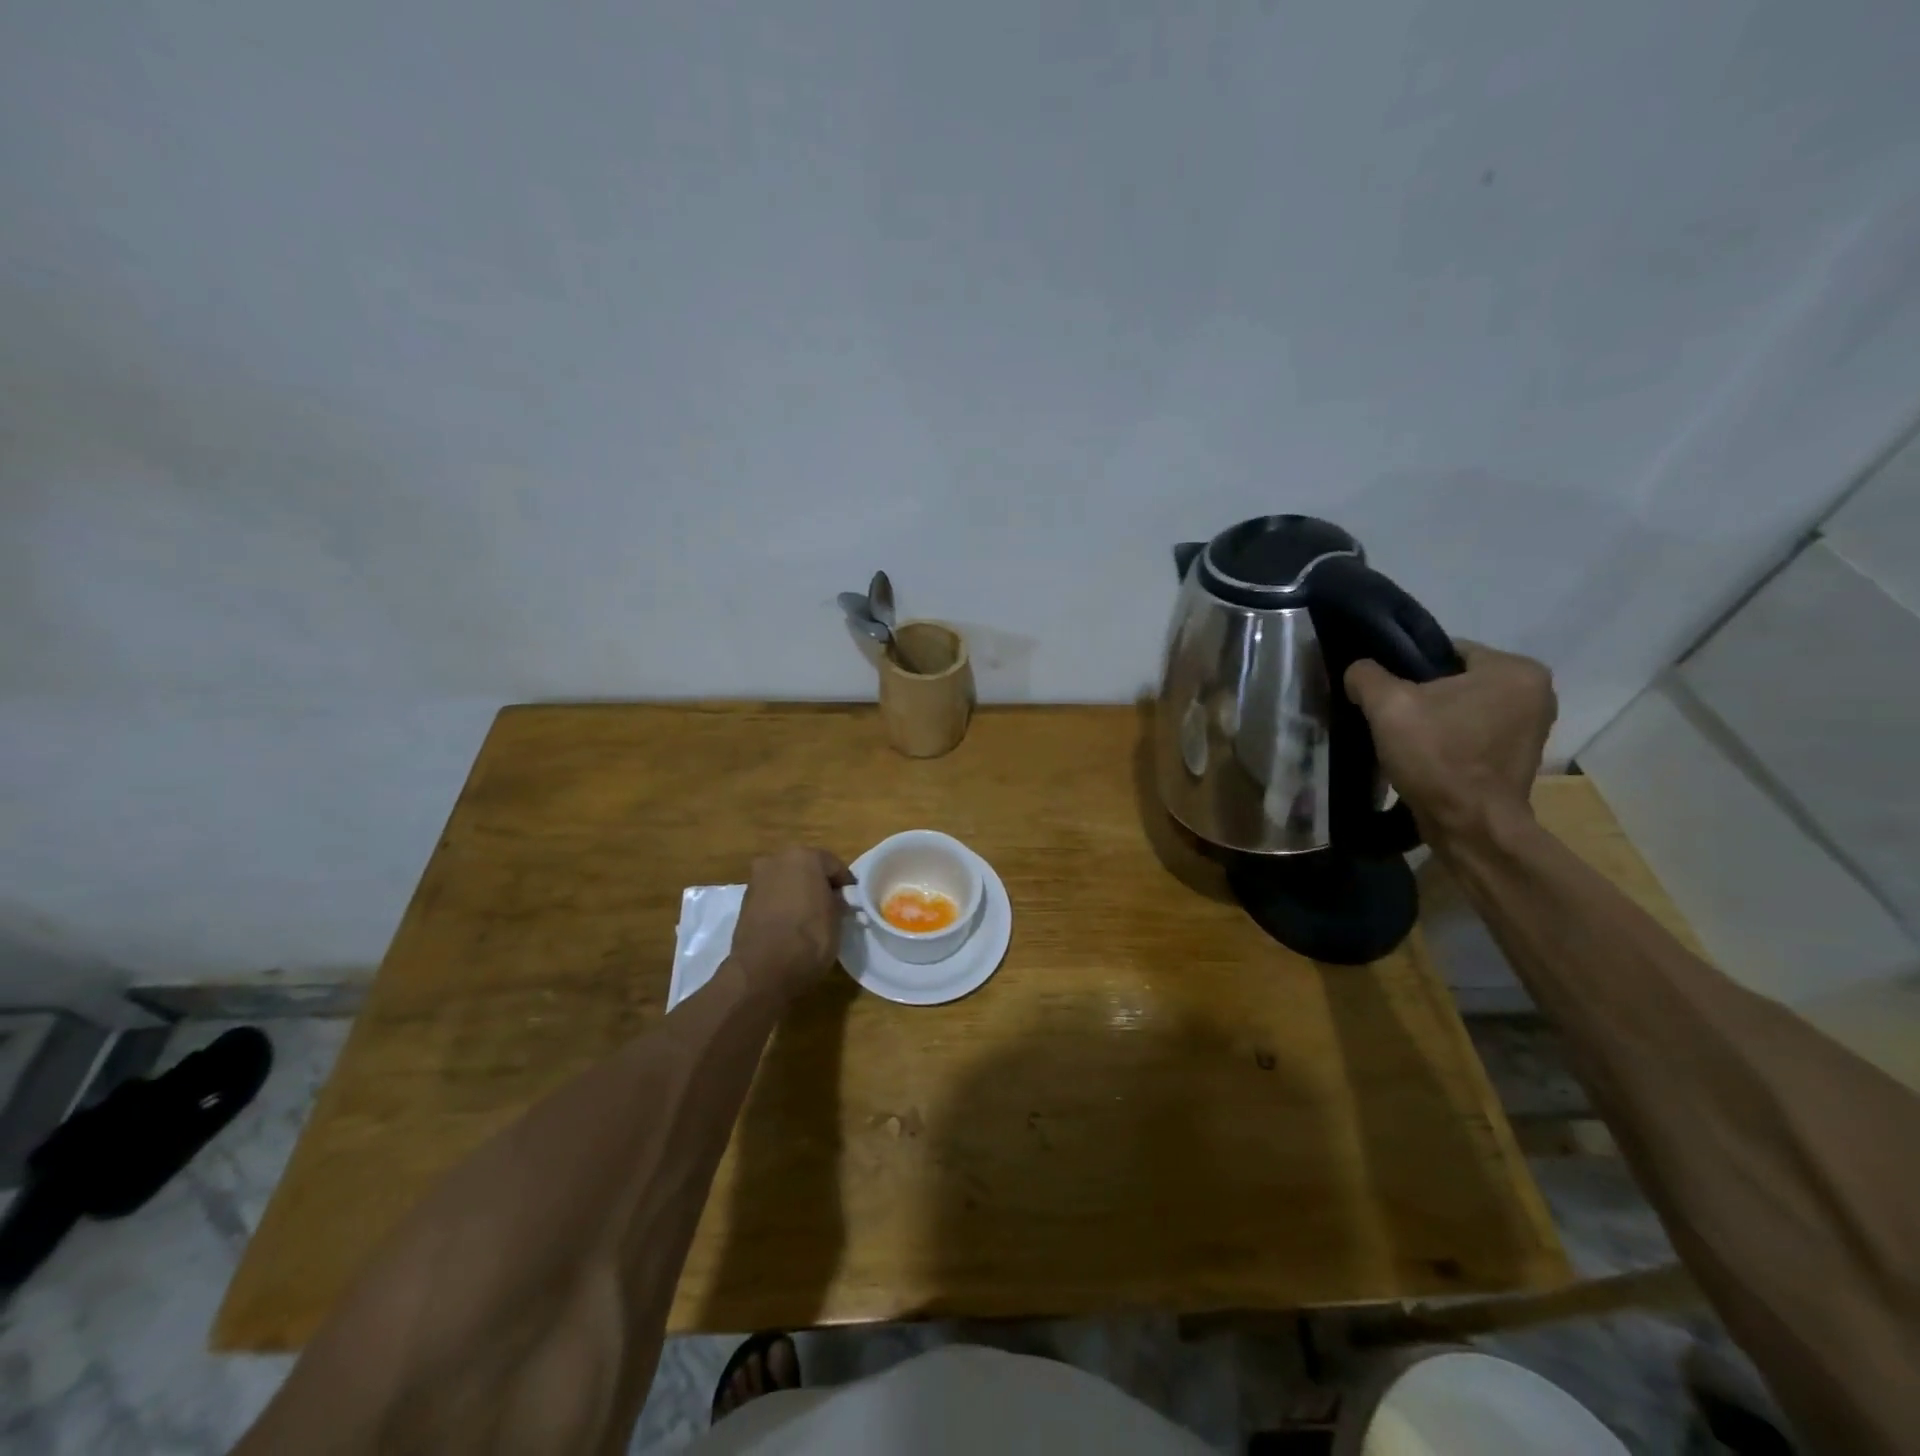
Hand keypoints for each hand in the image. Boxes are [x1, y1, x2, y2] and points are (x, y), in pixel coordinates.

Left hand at [729, 847, 856, 1003]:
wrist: (762, 971)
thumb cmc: (809, 938)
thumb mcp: (837, 919)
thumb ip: (837, 901)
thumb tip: (834, 899)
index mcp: (804, 856)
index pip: (834, 865)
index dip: (845, 884)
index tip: (852, 902)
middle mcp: (776, 860)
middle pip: (806, 868)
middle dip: (818, 884)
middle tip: (831, 906)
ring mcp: (757, 879)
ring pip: (786, 881)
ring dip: (798, 893)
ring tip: (810, 917)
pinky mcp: (744, 901)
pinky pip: (772, 897)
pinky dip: (782, 905)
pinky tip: (790, 924)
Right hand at [1344, 641, 1556, 843]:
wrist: (1469, 826)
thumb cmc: (1438, 757)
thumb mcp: (1388, 705)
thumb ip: (1367, 675)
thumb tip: (1359, 670)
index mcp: (1514, 669)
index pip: (1446, 650)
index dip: (1407, 669)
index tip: (1385, 694)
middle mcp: (1536, 691)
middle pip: (1455, 679)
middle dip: (1422, 695)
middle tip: (1391, 717)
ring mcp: (1532, 727)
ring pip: (1463, 707)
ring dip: (1434, 718)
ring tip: (1404, 738)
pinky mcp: (1520, 755)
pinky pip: (1473, 731)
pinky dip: (1449, 738)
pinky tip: (1425, 755)